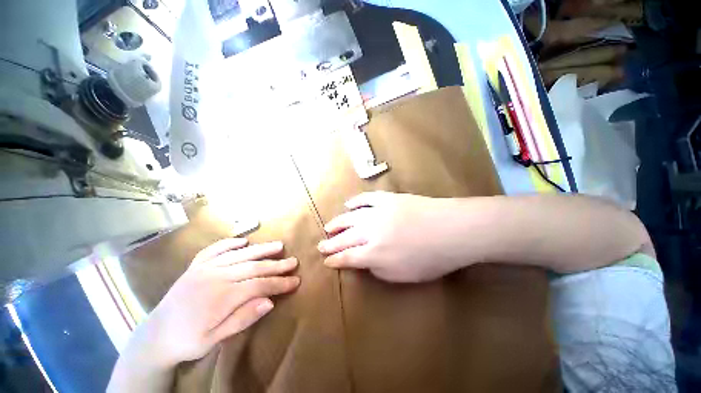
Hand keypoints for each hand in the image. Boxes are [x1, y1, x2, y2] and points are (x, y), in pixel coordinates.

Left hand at [138, 239, 299, 367]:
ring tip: (279, 245)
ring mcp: (204, 268)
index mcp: (219, 297)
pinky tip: (243, 241)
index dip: (279, 283)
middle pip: (253, 267)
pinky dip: (229, 243)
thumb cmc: (188, 341)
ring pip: (239, 254)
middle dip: (276, 265)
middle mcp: (214, 277)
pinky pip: (215, 249)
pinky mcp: (196, 265)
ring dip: (261, 249)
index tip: (295, 281)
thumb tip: (269, 301)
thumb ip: (243, 319)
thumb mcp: (215, 339)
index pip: (258, 285)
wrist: (155, 335)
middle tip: (293, 262)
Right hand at [318, 192, 464, 282]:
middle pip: (344, 237)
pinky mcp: (386, 198)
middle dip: (331, 243)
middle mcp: (369, 230)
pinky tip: (348, 204)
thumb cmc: (430, 258)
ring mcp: (377, 211)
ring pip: (350, 217)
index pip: (347, 257)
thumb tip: (364, 262)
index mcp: (373, 252)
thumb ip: (378, 270)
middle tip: (321, 245)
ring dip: (338, 223)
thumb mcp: (402, 275)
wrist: (451, 229)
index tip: (326, 261)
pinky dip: (355, 201)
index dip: (335, 260)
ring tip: (328, 227)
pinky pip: (366, 199)